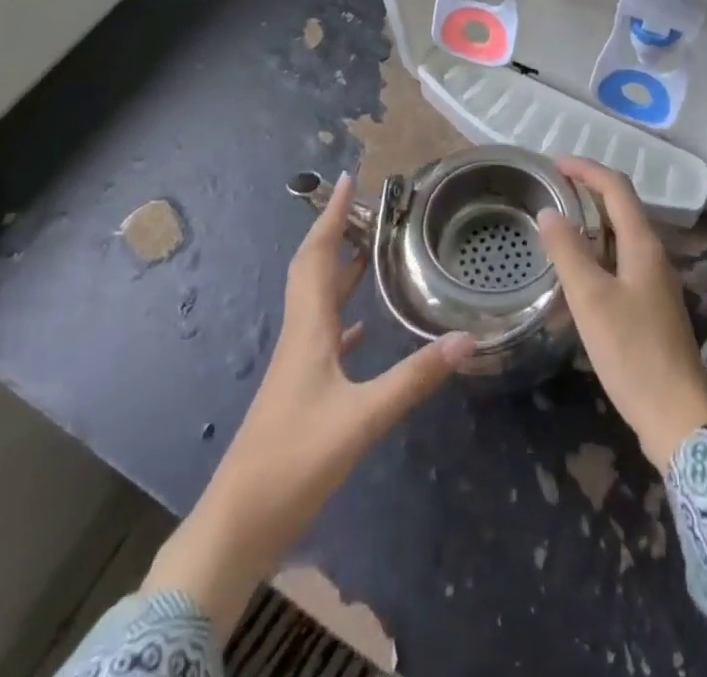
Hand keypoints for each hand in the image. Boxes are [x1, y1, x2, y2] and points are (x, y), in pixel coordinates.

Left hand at [143, 174, 473, 633]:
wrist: (238, 526)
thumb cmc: (294, 462)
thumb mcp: (362, 419)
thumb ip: (415, 378)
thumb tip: (468, 338)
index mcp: (308, 329)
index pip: (317, 256)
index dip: (331, 216)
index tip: (348, 179)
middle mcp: (300, 336)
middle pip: (314, 270)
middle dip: (337, 232)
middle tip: (368, 208)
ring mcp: (297, 364)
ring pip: (319, 300)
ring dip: (341, 270)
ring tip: (373, 251)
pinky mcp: (300, 390)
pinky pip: (324, 335)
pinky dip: (343, 317)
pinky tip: (363, 327)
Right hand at [537, 158, 706, 471]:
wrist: (678, 418)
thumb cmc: (633, 353)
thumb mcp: (591, 300)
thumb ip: (568, 252)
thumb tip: (549, 211)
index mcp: (643, 245)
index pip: (617, 188)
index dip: (587, 169)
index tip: (554, 164)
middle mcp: (654, 255)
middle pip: (621, 208)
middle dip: (588, 191)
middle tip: (551, 192)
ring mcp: (655, 282)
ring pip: (621, 236)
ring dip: (591, 222)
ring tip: (557, 225)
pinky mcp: (650, 307)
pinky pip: (621, 261)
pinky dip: (596, 252)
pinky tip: (576, 271)